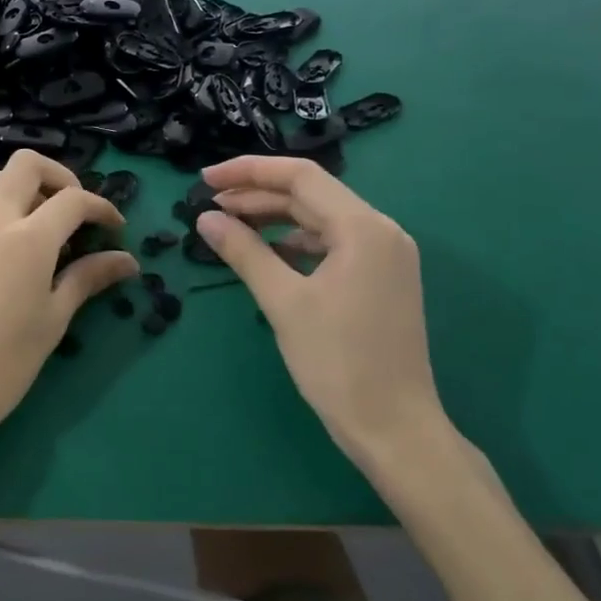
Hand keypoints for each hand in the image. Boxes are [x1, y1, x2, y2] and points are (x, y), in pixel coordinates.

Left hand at [0, 150, 138, 461]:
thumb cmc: (4, 364)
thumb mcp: (53, 320)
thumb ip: (88, 279)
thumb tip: (127, 261)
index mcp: (27, 238)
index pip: (72, 199)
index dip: (102, 207)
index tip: (117, 230)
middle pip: (25, 165)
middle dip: (60, 176)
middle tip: (78, 213)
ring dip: (29, 189)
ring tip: (50, 231)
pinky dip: (7, 211)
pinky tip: (19, 253)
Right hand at [194, 156, 448, 466]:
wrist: (395, 430)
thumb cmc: (338, 363)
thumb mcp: (283, 302)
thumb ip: (243, 252)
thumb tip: (205, 218)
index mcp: (363, 228)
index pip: (300, 176)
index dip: (248, 171)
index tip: (206, 179)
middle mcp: (381, 230)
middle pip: (311, 194)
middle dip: (258, 195)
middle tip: (210, 205)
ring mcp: (386, 255)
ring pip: (321, 219)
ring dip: (275, 218)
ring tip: (230, 226)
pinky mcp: (382, 278)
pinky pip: (333, 244)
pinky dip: (296, 243)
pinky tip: (268, 255)